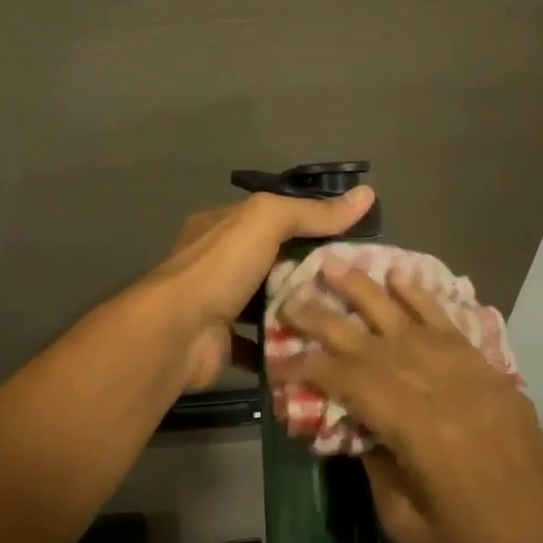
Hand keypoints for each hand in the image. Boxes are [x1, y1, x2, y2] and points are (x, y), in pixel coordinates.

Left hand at [143, 187, 375, 389]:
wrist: (176, 334)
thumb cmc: (219, 268)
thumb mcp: (265, 222)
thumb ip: (311, 211)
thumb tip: (365, 194)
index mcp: (221, 227)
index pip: (272, 218)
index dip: (310, 224)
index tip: (351, 240)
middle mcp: (217, 263)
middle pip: (273, 262)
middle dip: (309, 272)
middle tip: (356, 284)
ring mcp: (218, 305)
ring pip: (268, 305)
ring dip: (299, 310)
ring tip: (347, 317)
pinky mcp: (223, 344)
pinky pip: (261, 344)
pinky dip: (284, 346)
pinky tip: (318, 348)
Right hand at [271, 265, 542, 542]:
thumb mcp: (404, 521)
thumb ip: (373, 460)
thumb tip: (351, 420)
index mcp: (418, 430)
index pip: (351, 381)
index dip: (311, 367)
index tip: (282, 358)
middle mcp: (442, 390)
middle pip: (372, 343)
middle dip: (326, 318)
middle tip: (291, 295)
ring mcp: (472, 376)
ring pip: (409, 322)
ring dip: (368, 291)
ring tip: (335, 264)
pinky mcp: (492, 375)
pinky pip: (452, 327)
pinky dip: (423, 299)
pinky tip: (399, 277)